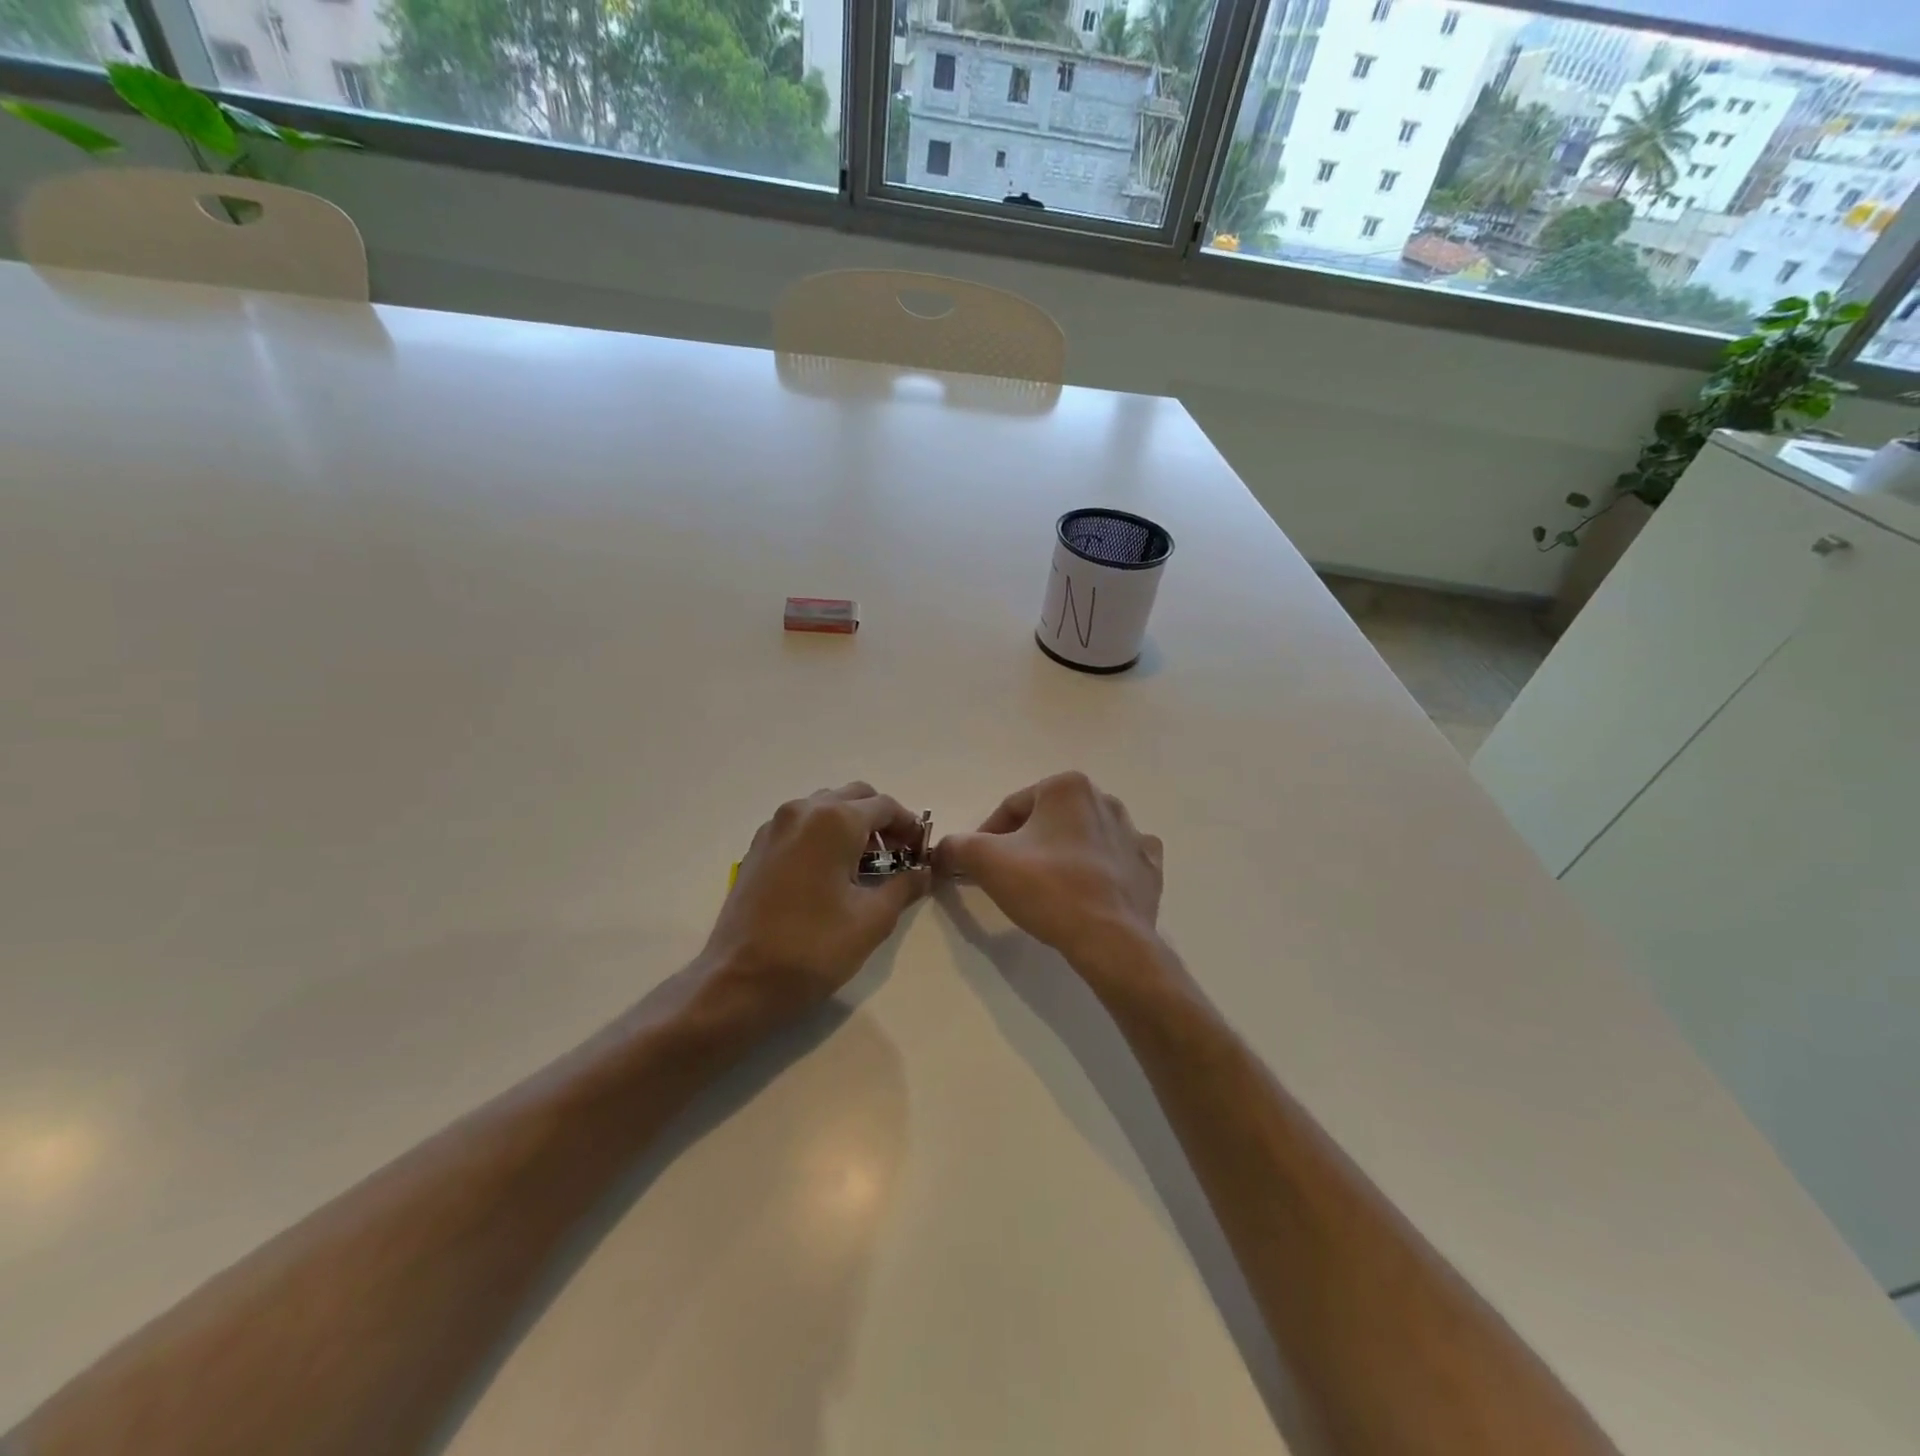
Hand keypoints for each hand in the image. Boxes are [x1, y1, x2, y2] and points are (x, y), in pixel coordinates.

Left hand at [699, 782, 928, 1023]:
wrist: (739, 980)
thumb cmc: (813, 948)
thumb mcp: (872, 919)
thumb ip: (904, 886)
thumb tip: (922, 871)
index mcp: (834, 821)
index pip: (885, 806)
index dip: (910, 826)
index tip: (922, 852)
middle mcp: (803, 811)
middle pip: (854, 797)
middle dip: (881, 821)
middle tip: (898, 856)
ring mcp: (775, 826)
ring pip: (825, 807)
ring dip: (852, 824)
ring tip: (866, 865)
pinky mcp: (758, 846)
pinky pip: (802, 825)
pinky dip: (824, 834)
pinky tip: (831, 872)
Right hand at [934, 772, 1162, 966]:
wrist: (1109, 939)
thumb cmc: (1047, 888)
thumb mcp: (986, 861)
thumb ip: (957, 845)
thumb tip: (942, 848)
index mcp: (1067, 787)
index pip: (1012, 807)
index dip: (987, 835)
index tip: (976, 863)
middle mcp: (1104, 799)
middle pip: (1048, 820)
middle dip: (1025, 843)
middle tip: (1008, 876)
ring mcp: (1132, 833)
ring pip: (1082, 837)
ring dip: (1061, 854)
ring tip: (1045, 888)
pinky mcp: (1149, 865)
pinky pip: (1116, 859)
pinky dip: (1100, 869)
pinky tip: (1088, 889)